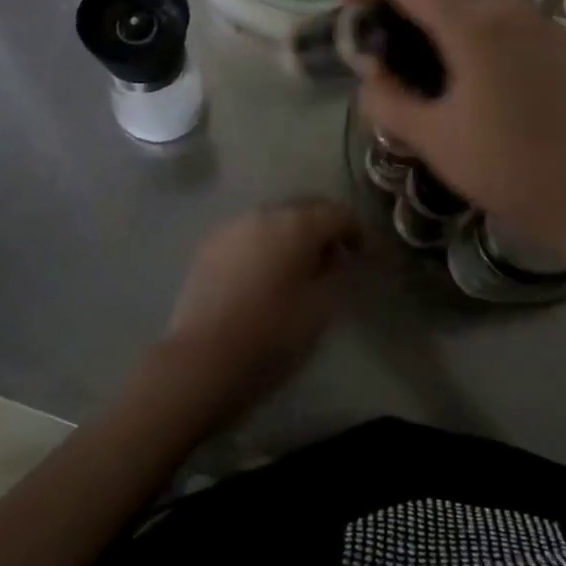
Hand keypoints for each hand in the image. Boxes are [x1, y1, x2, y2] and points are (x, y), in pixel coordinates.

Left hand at [159, 199, 358, 413]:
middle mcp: (265, 213)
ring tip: (297, 266)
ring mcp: (233, 226)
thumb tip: (337, 259)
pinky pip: (248, 232)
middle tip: (333, 258)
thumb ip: (336, 274)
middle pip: (304, 208)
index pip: (337, 213)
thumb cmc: (272, 333)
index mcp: (297, 225)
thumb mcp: (320, 308)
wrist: (203, 357)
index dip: (355, 230)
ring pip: (274, 218)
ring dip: (292, 234)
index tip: (361, 254)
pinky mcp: (210, 244)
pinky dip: (264, 243)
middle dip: (323, 227)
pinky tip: (265, 271)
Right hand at [341, 0, 565, 250]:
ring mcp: (541, 17)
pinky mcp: (560, 37)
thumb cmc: (506, 169)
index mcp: (473, 24)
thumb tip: (369, 73)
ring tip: (429, 24)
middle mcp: (509, 5)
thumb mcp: (432, 139)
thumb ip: (389, 99)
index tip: (347, 1)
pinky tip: (472, 53)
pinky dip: (481, 3)